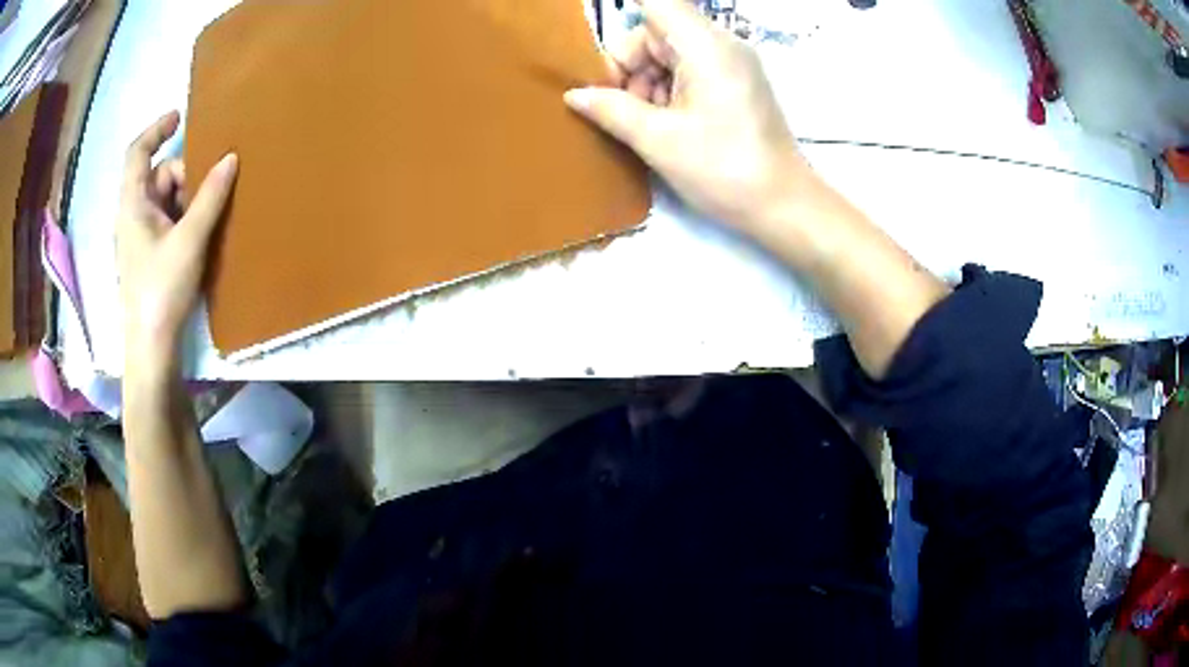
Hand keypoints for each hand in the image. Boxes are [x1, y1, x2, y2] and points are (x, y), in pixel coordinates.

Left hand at [116, 111, 236, 375]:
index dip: (156, 129)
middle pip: (159, 174)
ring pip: (166, 199)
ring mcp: (139, 236)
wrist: (151, 348)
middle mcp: (132, 214)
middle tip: (208, 194)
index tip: (180, 116)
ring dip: (188, 200)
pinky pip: (167, 220)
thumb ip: (209, 197)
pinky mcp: (148, 254)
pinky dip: (184, 218)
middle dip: (186, 176)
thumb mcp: (189, 241)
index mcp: (133, 204)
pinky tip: (199, 235)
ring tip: (206, 222)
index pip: (137, 152)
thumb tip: (231, 158)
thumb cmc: (162, 291)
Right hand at [564, 0, 814, 230]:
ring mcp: (731, 64)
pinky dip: (668, 91)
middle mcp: (721, 44)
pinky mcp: (735, 83)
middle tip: (621, 108)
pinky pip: (688, 70)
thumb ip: (611, 110)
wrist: (784, 206)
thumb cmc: (724, 170)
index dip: (622, 24)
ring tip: (645, 125)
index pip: (656, 4)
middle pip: (656, 32)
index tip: (602, 63)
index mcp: (705, 46)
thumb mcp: (659, 140)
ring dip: (646, 83)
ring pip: (669, 54)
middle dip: (629, 66)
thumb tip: (574, 95)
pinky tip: (665, 125)